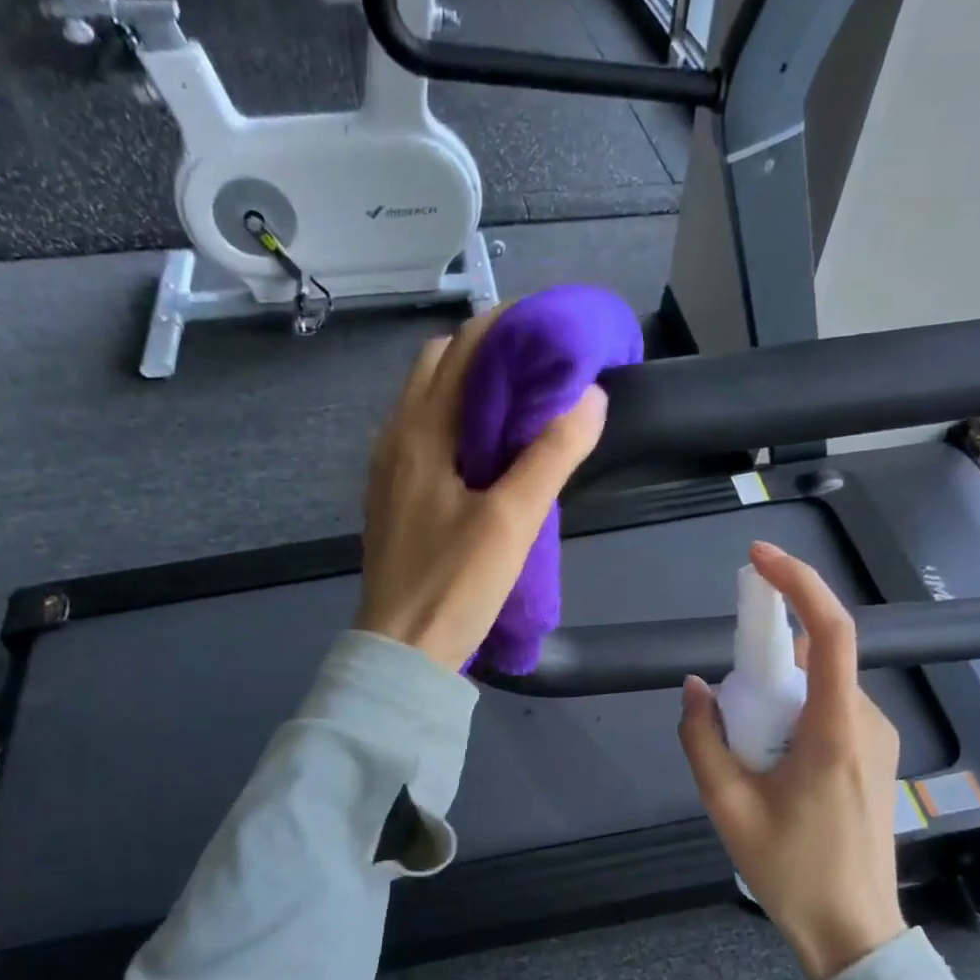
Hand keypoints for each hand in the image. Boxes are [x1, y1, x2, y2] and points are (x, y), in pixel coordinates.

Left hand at [356, 308, 607, 672]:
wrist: (401, 650)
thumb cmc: (454, 585)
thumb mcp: (512, 521)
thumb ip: (551, 456)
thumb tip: (590, 396)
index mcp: (420, 432)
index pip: (462, 349)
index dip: (506, 328)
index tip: (552, 332)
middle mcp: (396, 437)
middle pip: (439, 366)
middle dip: (488, 352)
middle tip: (540, 367)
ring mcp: (389, 467)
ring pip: (428, 399)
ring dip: (471, 386)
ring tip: (522, 404)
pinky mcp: (394, 495)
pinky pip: (424, 433)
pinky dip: (457, 420)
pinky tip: (489, 450)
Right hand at [677, 541, 905, 979]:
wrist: (854, 931)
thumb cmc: (792, 870)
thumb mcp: (727, 806)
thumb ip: (702, 739)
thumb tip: (696, 687)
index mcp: (834, 729)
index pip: (829, 632)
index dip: (797, 584)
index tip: (759, 558)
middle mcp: (866, 720)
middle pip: (816, 658)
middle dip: (766, 660)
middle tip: (730, 707)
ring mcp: (877, 737)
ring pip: (820, 684)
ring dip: (778, 694)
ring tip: (751, 753)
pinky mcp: (876, 753)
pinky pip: (830, 707)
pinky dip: (795, 711)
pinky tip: (774, 761)